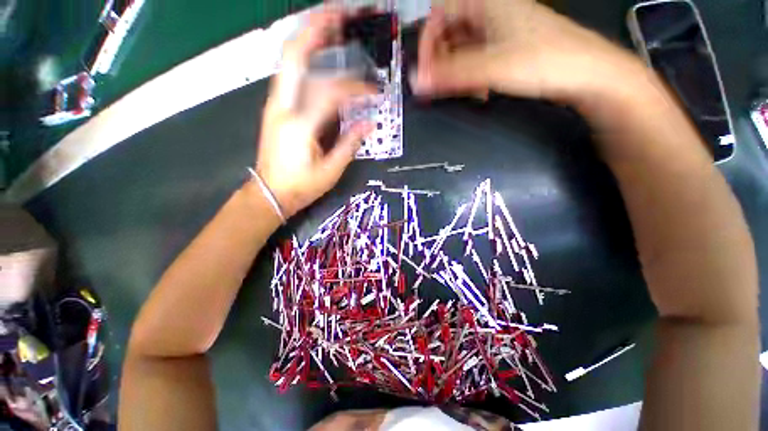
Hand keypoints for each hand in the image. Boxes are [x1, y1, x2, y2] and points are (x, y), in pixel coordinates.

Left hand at [256, 10, 374, 217]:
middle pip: (295, 56)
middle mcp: (282, 107)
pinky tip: (316, 53)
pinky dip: (303, 58)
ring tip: (329, 24)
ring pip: (288, 61)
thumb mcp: (330, 171)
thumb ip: (350, 143)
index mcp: (300, 125)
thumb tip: (369, 123)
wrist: (270, 193)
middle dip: (316, 30)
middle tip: (338, 14)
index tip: (374, 91)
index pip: (331, 92)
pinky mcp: (275, 108)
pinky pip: (289, 75)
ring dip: (308, 38)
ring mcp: (274, 104)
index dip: (356, 87)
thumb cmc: (301, 187)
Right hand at [414, 0, 642, 102]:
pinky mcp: (507, 47)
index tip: (427, 70)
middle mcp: (492, 12)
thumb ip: (451, 75)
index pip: (439, 13)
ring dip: (458, 71)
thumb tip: (419, 81)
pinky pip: (478, 58)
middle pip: (450, 32)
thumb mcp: (491, 67)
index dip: (428, 42)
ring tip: (465, 90)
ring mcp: (500, 30)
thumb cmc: (549, 60)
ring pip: (464, 48)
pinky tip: (480, 90)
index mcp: (486, 4)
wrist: (587, 74)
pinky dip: (472, 75)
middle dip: (442, 61)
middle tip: (442, 83)